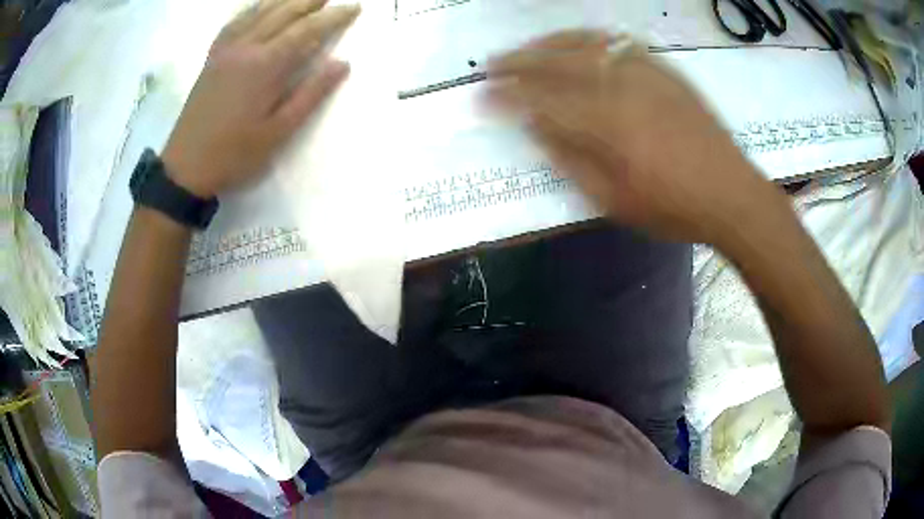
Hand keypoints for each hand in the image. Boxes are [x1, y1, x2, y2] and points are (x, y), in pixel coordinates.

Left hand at [161, 0, 359, 198]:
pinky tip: (260, 7)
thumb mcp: (279, 132)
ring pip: (259, 11)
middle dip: (311, 1)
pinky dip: (253, 9)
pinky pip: (235, 22)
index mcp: (265, 65)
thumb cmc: (234, 154)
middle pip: (284, 11)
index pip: (307, 29)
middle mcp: (246, 47)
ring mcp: (225, 50)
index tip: (354, 8)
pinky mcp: (212, 57)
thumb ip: (311, 94)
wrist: (185, 167)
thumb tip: (341, 63)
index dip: (333, 17)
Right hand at [486, 31, 785, 244]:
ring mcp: (645, 73)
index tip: (481, 97)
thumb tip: (535, 127)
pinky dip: (588, 39)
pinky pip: (618, 43)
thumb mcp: (614, 199)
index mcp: (606, 124)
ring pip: (586, 45)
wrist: (730, 193)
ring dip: (549, 43)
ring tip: (526, 47)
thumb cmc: (673, 208)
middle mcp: (621, 87)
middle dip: (518, 62)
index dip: (506, 97)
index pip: (541, 101)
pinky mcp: (663, 70)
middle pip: (557, 63)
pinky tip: (577, 43)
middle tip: (490, 63)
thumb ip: (571, 159)